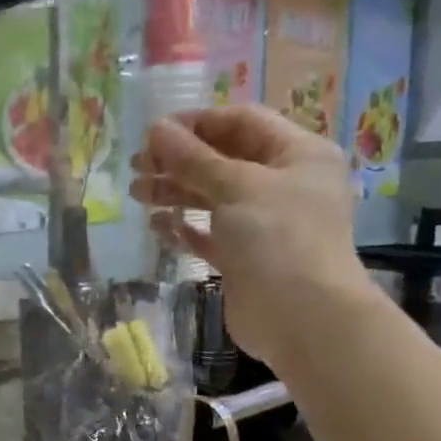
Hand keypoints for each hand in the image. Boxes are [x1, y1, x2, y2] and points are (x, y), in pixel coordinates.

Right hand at [130, 105, 374, 367]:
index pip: (242, 122)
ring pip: (213, 196)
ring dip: (175, 191)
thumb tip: (156, 129)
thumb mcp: (235, 186)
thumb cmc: (278, 238)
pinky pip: (210, 233)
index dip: (197, 123)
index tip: (153, 133)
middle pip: (224, 159)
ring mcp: (265, 223)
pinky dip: (185, 228)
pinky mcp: (245, 256)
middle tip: (137, 166)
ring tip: (137, 194)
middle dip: (179, 160)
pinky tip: (158, 226)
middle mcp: (284, 183)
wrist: (302, 318)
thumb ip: (193, 158)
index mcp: (298, 154)